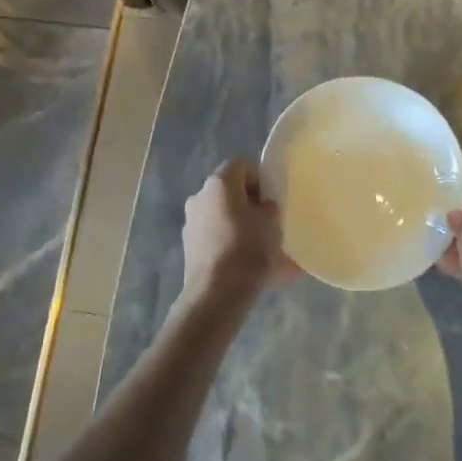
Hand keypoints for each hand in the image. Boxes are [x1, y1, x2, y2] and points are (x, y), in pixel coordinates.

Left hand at [180, 159, 297, 307]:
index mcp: (219, 183)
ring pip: (221, 216)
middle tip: (268, 223)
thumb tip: (263, 207)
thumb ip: (269, 207)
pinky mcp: (189, 248)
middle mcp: (199, 196)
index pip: (242, 165)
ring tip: (260, 249)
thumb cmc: (248, 249)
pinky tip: (246, 265)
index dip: (260, 178)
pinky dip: (229, 245)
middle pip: (229, 191)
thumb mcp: (272, 223)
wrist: (216, 294)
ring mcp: (190, 223)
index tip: (273, 199)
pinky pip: (215, 238)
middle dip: (249, 204)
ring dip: (239, 225)